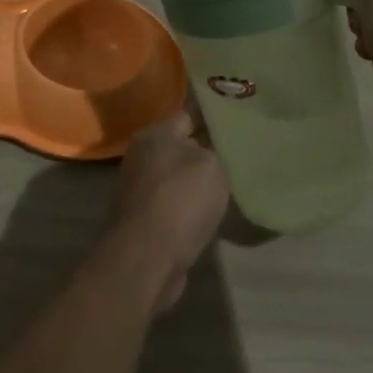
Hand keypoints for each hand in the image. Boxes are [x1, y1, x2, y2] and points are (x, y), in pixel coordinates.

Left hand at [110, 108, 230, 312]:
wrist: (148, 256)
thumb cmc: (181, 199)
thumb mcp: (211, 164)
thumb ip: (212, 150)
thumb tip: (205, 152)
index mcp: (154, 134)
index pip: (187, 116)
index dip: (213, 122)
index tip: (236, 129)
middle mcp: (140, 156)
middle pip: (179, 148)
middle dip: (203, 154)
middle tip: (234, 160)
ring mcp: (137, 189)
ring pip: (174, 178)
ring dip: (193, 185)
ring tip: (225, 191)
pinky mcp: (140, 219)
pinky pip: (170, 205)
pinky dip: (185, 210)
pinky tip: (205, 217)